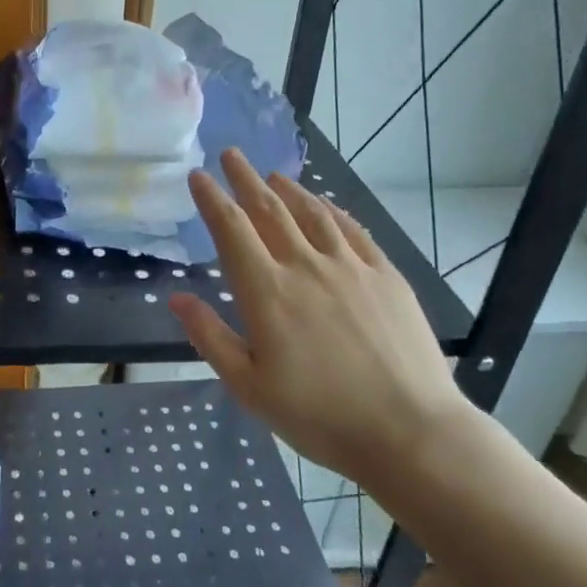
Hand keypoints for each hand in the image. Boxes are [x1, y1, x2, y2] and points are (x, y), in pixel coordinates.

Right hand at [167, 149, 471, 494]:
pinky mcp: (385, 275)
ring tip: (272, 174)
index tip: (198, 176)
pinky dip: (331, 209)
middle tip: (231, 154)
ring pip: (312, 213)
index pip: (231, 229)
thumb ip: (210, 337)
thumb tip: (177, 298)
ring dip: (288, 188)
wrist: (409, 431)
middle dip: (245, 179)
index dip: (212, 199)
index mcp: (267, 292)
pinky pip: (352, 229)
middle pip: (268, 209)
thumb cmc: (319, 416)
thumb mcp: (248, 387)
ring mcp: (350, 267)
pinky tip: (324, 204)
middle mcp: (305, 266)